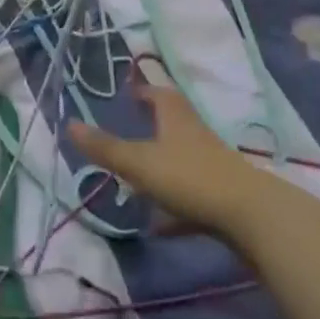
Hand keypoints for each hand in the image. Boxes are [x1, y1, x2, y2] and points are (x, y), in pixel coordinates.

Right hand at [67, 83, 267, 237]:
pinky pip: (191, 196)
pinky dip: (174, 207)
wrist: (249, 216)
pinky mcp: (220, 197)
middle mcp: (194, 134)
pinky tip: (159, 226)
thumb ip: (105, 147)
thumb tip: (69, 124)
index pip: (158, 94)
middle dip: (151, 126)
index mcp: (175, 117)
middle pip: (172, 123)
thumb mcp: (139, 163)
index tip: (128, 94)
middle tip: (129, 132)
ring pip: (181, 160)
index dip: (142, 91)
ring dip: (161, 167)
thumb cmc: (188, 178)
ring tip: (136, 182)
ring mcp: (210, 166)